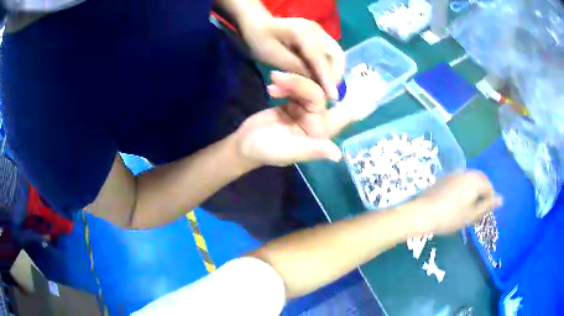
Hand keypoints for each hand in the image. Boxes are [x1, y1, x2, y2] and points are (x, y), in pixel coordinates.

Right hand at [234, 72, 354, 166]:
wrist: (244, 144)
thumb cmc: (264, 150)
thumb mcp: (287, 151)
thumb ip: (312, 150)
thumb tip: (338, 154)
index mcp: (321, 132)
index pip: (345, 116)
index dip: (358, 104)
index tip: (370, 88)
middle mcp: (317, 120)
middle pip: (319, 93)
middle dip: (300, 83)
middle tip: (277, 78)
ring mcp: (305, 111)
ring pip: (307, 87)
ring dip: (291, 82)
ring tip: (272, 80)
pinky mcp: (293, 104)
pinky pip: (296, 87)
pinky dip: (285, 84)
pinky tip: (272, 87)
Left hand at [240, 17, 344, 98]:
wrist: (256, 22)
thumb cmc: (260, 39)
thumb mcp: (273, 56)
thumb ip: (295, 67)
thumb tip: (315, 81)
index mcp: (302, 32)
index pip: (319, 58)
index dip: (327, 78)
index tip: (333, 97)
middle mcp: (316, 30)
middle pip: (337, 55)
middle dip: (335, 75)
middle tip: (328, 92)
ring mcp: (319, 32)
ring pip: (336, 54)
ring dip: (334, 71)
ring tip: (326, 87)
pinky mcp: (319, 36)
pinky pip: (330, 53)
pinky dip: (329, 66)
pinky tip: (322, 77)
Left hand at [408, 170, 502, 234]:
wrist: (423, 213)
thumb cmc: (450, 216)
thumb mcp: (471, 214)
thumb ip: (487, 205)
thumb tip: (501, 199)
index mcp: (475, 179)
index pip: (489, 187)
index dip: (489, 201)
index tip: (483, 214)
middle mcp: (466, 172)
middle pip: (479, 182)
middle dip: (481, 196)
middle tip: (476, 212)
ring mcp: (454, 173)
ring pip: (469, 182)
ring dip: (472, 193)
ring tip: (467, 209)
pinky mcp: (444, 178)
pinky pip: (459, 182)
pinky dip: (462, 191)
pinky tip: (456, 203)